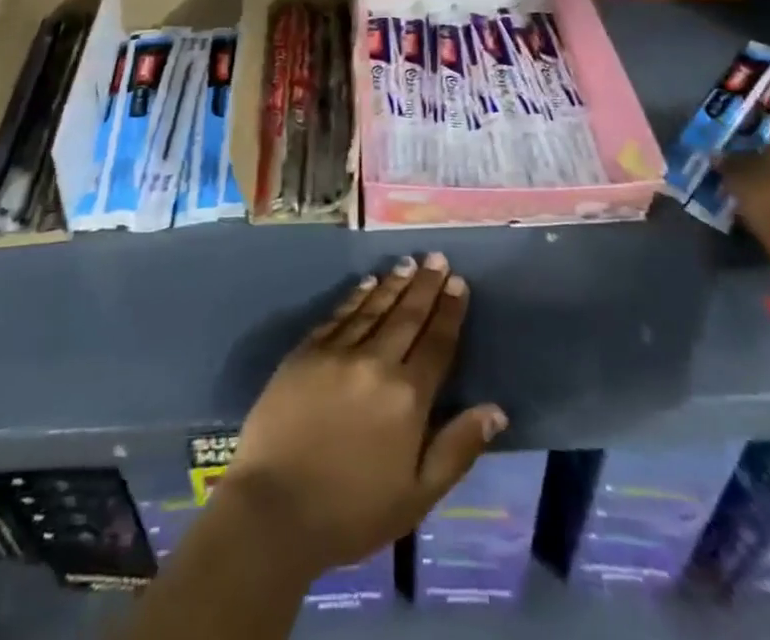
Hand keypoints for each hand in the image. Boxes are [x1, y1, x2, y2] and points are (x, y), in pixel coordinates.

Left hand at [225, 253, 507, 573]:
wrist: (274, 509)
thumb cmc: (352, 512)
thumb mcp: (417, 496)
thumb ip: (457, 448)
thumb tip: (496, 409)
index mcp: (408, 398)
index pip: (437, 343)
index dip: (449, 311)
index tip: (458, 282)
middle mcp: (376, 363)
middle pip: (408, 316)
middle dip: (425, 285)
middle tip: (437, 257)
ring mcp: (338, 353)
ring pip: (373, 308)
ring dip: (394, 283)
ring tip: (409, 263)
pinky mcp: (306, 352)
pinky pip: (338, 315)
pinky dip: (356, 296)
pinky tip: (367, 283)